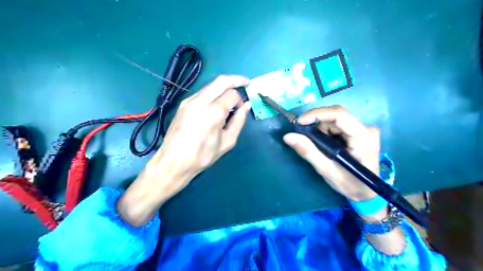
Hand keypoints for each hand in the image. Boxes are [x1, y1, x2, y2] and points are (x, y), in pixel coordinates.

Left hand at [119, 75, 250, 224]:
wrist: (173, 161)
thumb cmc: (203, 156)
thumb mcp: (227, 142)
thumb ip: (238, 121)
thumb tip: (246, 105)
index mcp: (214, 112)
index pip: (232, 94)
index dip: (240, 100)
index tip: (241, 108)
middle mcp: (201, 101)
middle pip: (221, 80)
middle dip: (236, 79)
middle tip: (245, 82)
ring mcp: (190, 101)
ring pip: (211, 85)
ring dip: (224, 87)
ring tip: (230, 97)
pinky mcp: (183, 103)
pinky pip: (202, 92)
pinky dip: (213, 93)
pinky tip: (216, 104)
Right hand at [284, 106, 380, 200]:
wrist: (367, 193)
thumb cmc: (350, 184)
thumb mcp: (327, 170)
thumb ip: (308, 152)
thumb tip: (288, 136)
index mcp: (363, 137)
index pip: (339, 115)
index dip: (317, 114)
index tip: (299, 122)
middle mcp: (366, 128)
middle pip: (335, 116)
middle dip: (316, 125)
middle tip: (304, 137)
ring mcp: (364, 129)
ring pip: (335, 120)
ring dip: (321, 130)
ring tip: (317, 146)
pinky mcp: (360, 132)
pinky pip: (338, 125)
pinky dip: (326, 132)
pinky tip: (325, 145)